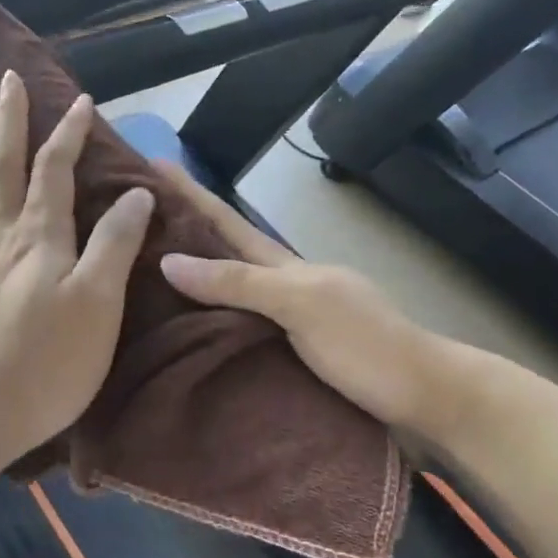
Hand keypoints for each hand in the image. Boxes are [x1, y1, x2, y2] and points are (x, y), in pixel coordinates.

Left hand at [0, 72, 155, 466]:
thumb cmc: (49, 360)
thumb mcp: (98, 301)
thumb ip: (115, 244)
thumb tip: (136, 193)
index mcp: (41, 237)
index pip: (55, 169)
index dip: (69, 133)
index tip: (83, 100)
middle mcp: (8, 240)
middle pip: (6, 168)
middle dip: (10, 122)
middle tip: (7, 80)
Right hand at [153, 162, 437, 429]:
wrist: (424, 395)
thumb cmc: (365, 345)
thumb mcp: (302, 305)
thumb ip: (241, 283)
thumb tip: (171, 260)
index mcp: (286, 265)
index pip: (227, 221)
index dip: (190, 193)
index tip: (150, 162)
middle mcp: (284, 284)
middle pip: (226, 250)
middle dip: (185, 228)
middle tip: (133, 217)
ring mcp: (290, 317)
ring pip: (232, 288)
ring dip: (194, 274)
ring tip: (147, 269)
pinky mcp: (293, 351)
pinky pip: (239, 324)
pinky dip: (211, 317)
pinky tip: (190, 328)